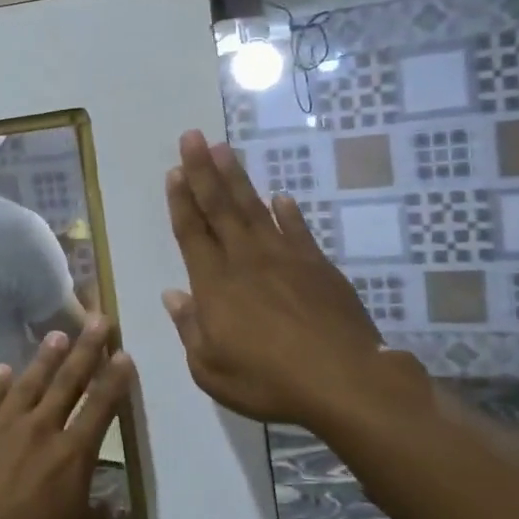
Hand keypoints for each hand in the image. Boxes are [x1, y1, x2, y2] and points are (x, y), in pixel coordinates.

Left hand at [0, 317, 132, 518]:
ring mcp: (2, 429)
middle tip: (99, 320)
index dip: (115, 379)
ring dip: (45, 358)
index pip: (102, 407)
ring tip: (57, 335)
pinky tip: (2, 370)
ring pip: (29, 383)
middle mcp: (41, 430)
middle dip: (87, 350)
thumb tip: (112, 508)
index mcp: (74, 455)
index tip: (124, 354)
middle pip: (68, 382)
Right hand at [162, 130, 429, 430]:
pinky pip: (298, 230)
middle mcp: (246, 260)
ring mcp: (286, 259)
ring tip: (224, 149)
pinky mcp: (318, 267)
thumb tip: (173, 295)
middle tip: (193, 136)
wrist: (345, 382)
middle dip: (203, 170)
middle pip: (220, 207)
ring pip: (255, 209)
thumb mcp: (211, 369)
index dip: (181, 200)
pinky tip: (281, 197)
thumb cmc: (268, 381)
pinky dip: (288, 212)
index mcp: (215, 284)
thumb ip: (189, 328)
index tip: (174, 169)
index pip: (192, 232)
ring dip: (237, 178)